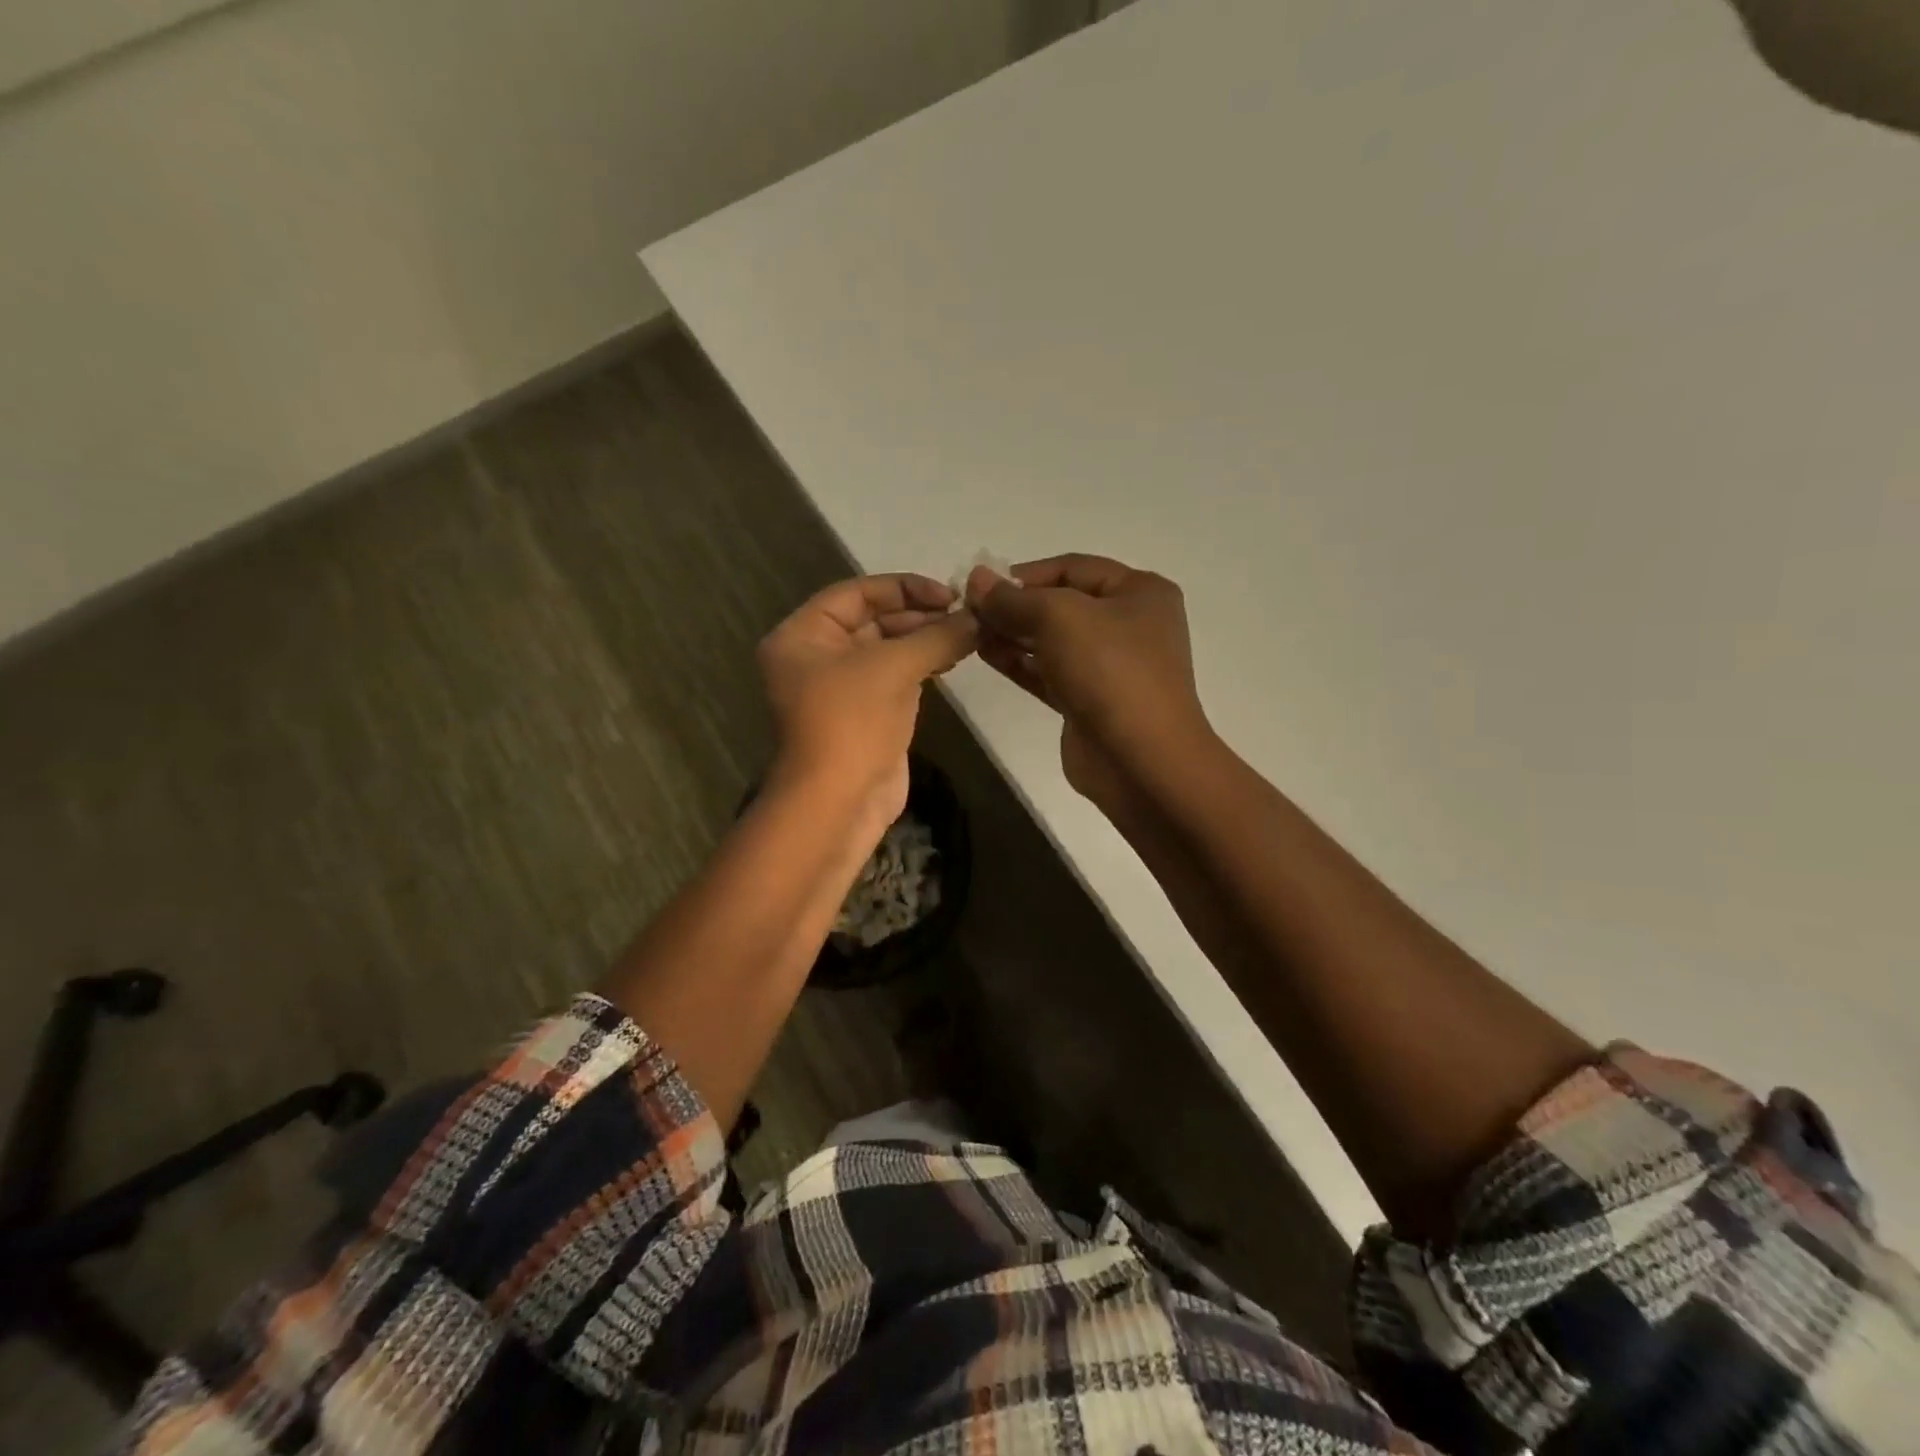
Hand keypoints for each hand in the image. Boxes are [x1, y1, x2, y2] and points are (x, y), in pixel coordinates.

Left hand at [759, 573, 976, 826]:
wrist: (839, 804)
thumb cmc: (852, 723)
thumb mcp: (893, 668)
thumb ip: (937, 636)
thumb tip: (978, 618)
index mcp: (803, 636)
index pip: (856, 594)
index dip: (904, 588)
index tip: (949, 594)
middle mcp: (816, 657)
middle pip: (872, 620)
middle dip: (919, 616)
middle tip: (966, 615)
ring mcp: (841, 689)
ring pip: (887, 650)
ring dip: (925, 640)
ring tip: (967, 635)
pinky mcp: (865, 714)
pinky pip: (894, 678)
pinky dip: (922, 666)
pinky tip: (953, 659)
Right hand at [966, 554, 1212, 810]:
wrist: (1139, 760)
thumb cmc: (1109, 671)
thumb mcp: (1058, 617)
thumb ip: (1013, 598)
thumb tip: (976, 579)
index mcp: (1139, 592)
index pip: (1073, 567)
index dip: (1024, 573)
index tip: (980, 585)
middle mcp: (1129, 624)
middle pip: (1062, 603)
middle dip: (1015, 605)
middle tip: (968, 610)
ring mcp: (1110, 666)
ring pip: (1053, 640)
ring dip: (1012, 634)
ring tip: (970, 631)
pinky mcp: (1090, 702)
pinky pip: (1049, 672)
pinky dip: (1020, 662)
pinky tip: (986, 654)